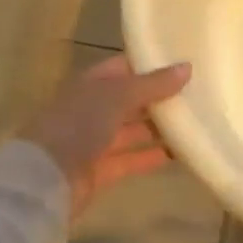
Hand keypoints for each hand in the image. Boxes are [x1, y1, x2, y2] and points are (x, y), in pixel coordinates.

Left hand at [25, 55, 190, 214]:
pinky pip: (133, 158)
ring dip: (160, 127)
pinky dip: (153, 155)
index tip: (186, 62)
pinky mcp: (101, 170)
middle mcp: (94, 108)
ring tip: (196, 121)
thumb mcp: (118, 95)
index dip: (153, 63)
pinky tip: (181, 152)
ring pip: (134, 129)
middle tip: (199, 92)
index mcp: (93, 83)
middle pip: (132, 99)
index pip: (127, 66)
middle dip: (161, 96)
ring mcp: (95, 140)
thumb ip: (153, 84)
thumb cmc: (79, 124)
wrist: (44, 179)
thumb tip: (187, 67)